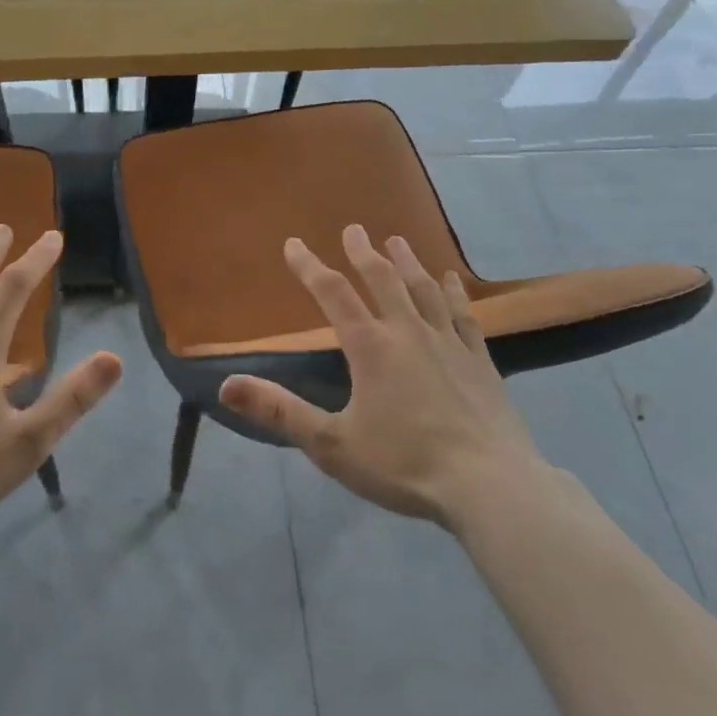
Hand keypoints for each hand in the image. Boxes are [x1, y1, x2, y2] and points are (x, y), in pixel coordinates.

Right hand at [218, 224, 544, 526]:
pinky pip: (463, 314)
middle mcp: (408, 332)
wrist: (490, 486)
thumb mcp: (331, 445)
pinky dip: (453, 292)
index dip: (309, 266)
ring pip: (423, 289)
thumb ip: (279, 411)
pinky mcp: (480, 360)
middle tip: (353, 229)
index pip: (332, 293)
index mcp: (370, 347)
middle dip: (363, 252)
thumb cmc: (405, 465)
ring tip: (397, 240)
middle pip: (382, 280)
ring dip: (407, 262)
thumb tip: (225, 385)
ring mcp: (448, 343)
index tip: (294, 244)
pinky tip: (450, 280)